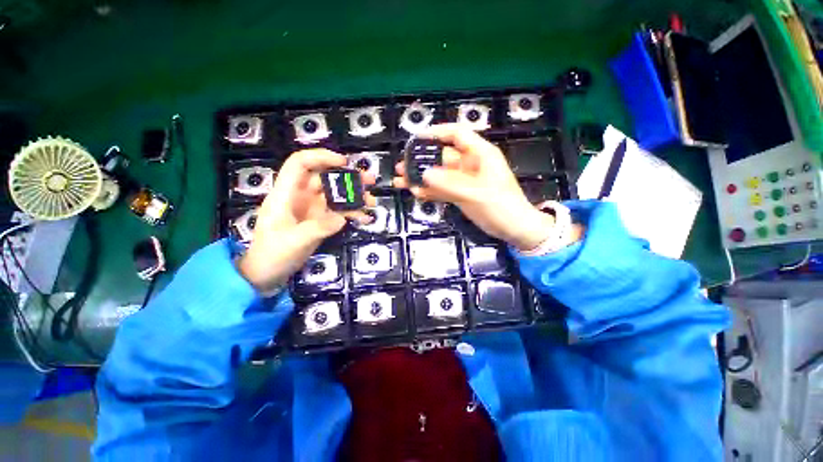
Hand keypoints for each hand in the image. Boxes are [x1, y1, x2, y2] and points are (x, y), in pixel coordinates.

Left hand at [237, 149, 374, 291]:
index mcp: (286, 194)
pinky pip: (339, 212)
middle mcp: (300, 197)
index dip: (321, 157)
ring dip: (355, 196)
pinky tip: (365, 218)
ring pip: (335, 195)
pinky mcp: (320, 221)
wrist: (267, 273)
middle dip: (348, 177)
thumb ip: (318, 228)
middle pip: (325, 178)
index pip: (300, 164)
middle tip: (370, 180)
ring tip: (372, 201)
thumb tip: (342, 219)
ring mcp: (312, 209)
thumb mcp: (294, 242)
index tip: (344, 163)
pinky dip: (352, 213)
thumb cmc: (272, 255)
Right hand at [393, 124, 553, 250]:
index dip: (437, 133)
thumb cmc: (502, 206)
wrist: (514, 229)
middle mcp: (470, 164)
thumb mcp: (476, 193)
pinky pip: (442, 189)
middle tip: (402, 165)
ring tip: (402, 181)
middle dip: (422, 160)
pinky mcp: (460, 194)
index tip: (417, 138)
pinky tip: (416, 193)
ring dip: (422, 177)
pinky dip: (430, 191)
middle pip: (442, 156)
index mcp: (479, 154)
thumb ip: (450, 183)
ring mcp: (464, 181)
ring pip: (439, 175)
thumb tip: (425, 174)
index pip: (456, 134)